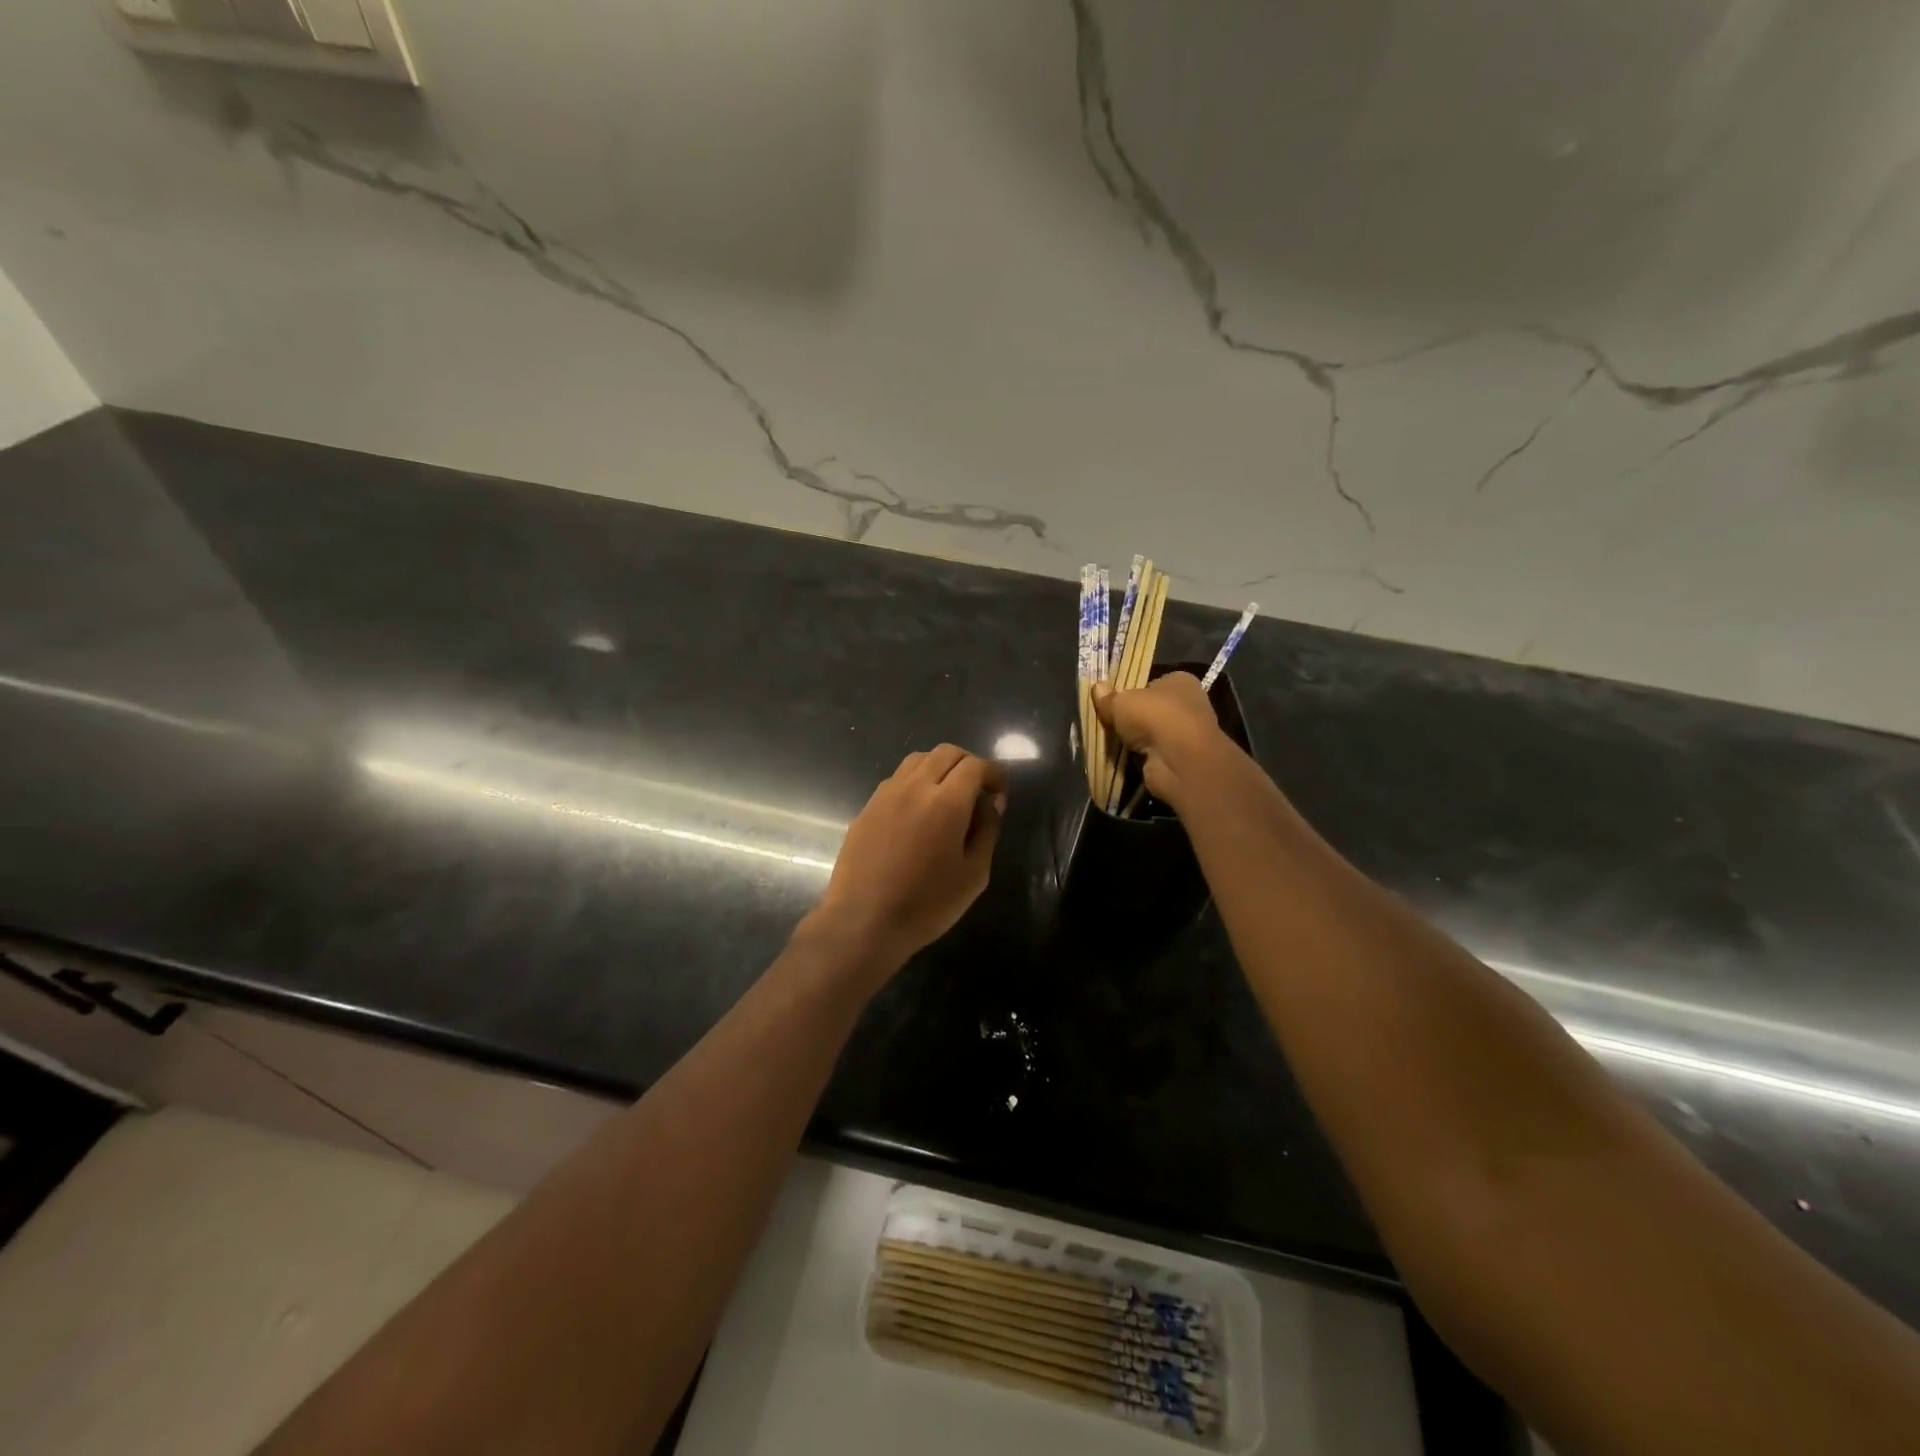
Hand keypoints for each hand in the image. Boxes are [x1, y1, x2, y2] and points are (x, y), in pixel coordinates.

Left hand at [807, 744, 1008, 979]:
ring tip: (948, 797)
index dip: (994, 774)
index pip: (975, 765)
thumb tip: (990, 803)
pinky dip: (916, 782)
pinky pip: (897, 779)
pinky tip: (919, 812)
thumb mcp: (974, 874)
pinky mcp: (867, 808)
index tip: (1000, 795)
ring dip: (940, 768)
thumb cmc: (927, 904)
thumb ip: (987, 831)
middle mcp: (914, 787)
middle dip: (969, 765)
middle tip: (978, 792)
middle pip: (946, 752)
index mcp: (946, 802)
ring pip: (918, 760)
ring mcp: (886, 794)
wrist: (863, 922)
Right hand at [1093, 672, 1235, 810]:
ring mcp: (1187, 733)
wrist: (1180, 760)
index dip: (1132, 691)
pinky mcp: (1182, 758)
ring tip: (1112, 742)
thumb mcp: (1121, 702)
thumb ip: (1108, 697)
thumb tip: (1097, 688)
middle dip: (1132, 718)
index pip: (1152, 683)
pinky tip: (1126, 759)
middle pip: (1152, 709)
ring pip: (1153, 733)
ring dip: (1137, 740)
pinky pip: (1155, 754)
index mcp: (1180, 681)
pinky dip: (1142, 757)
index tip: (1113, 701)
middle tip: (1108, 722)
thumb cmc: (1154, 716)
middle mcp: (1189, 704)